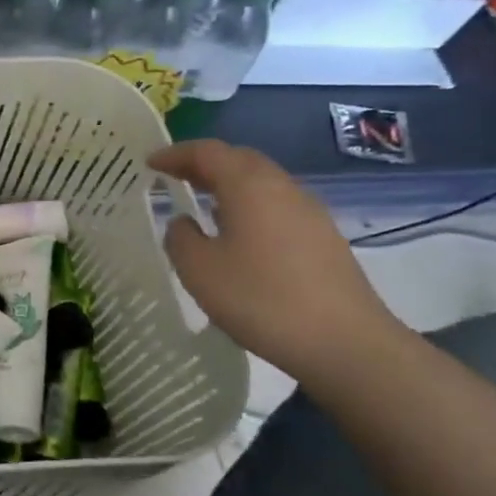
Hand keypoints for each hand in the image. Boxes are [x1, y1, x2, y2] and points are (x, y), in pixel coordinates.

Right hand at [150, 140, 406, 382]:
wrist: (345, 342)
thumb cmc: (261, 299)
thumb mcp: (199, 270)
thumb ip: (180, 238)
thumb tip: (184, 222)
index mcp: (249, 186)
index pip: (207, 152)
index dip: (175, 154)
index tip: (150, 164)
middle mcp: (282, 188)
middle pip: (240, 160)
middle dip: (204, 164)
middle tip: (174, 177)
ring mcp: (309, 213)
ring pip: (262, 183)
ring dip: (229, 185)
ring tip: (202, 204)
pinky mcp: (324, 238)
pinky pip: (277, 206)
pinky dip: (249, 206)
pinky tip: (238, 234)